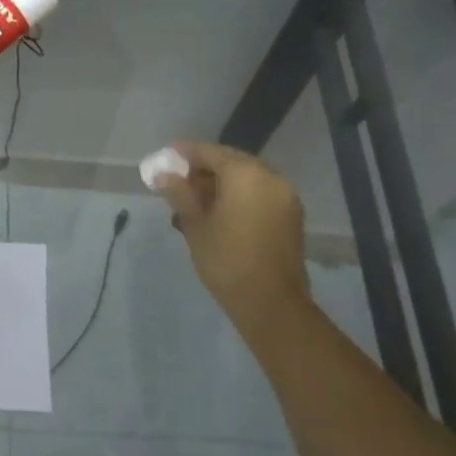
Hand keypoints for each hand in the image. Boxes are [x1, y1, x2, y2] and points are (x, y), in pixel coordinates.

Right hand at [157, 141, 308, 335]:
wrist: (271, 303)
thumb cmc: (226, 259)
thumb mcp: (195, 224)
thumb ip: (180, 193)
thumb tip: (164, 175)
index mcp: (245, 174)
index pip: (210, 152)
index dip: (186, 153)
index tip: (166, 156)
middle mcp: (270, 177)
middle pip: (231, 162)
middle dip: (204, 168)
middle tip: (178, 180)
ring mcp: (285, 196)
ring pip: (246, 178)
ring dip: (221, 183)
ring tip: (194, 201)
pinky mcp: (290, 215)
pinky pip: (259, 193)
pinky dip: (239, 195)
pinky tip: (218, 212)